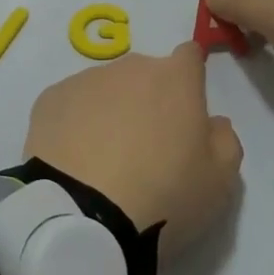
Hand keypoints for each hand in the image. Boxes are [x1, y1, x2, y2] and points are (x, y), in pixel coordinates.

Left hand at [23, 44, 242, 260]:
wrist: (84, 218)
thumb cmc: (164, 195)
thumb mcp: (220, 181)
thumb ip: (225, 141)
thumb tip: (212, 122)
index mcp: (175, 78)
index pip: (190, 56)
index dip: (190, 79)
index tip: (185, 111)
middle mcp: (130, 68)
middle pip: (145, 74)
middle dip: (148, 99)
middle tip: (146, 147)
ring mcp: (85, 80)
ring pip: (106, 88)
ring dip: (110, 110)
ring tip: (104, 159)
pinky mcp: (49, 100)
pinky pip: (71, 105)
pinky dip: (75, 124)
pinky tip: (75, 160)